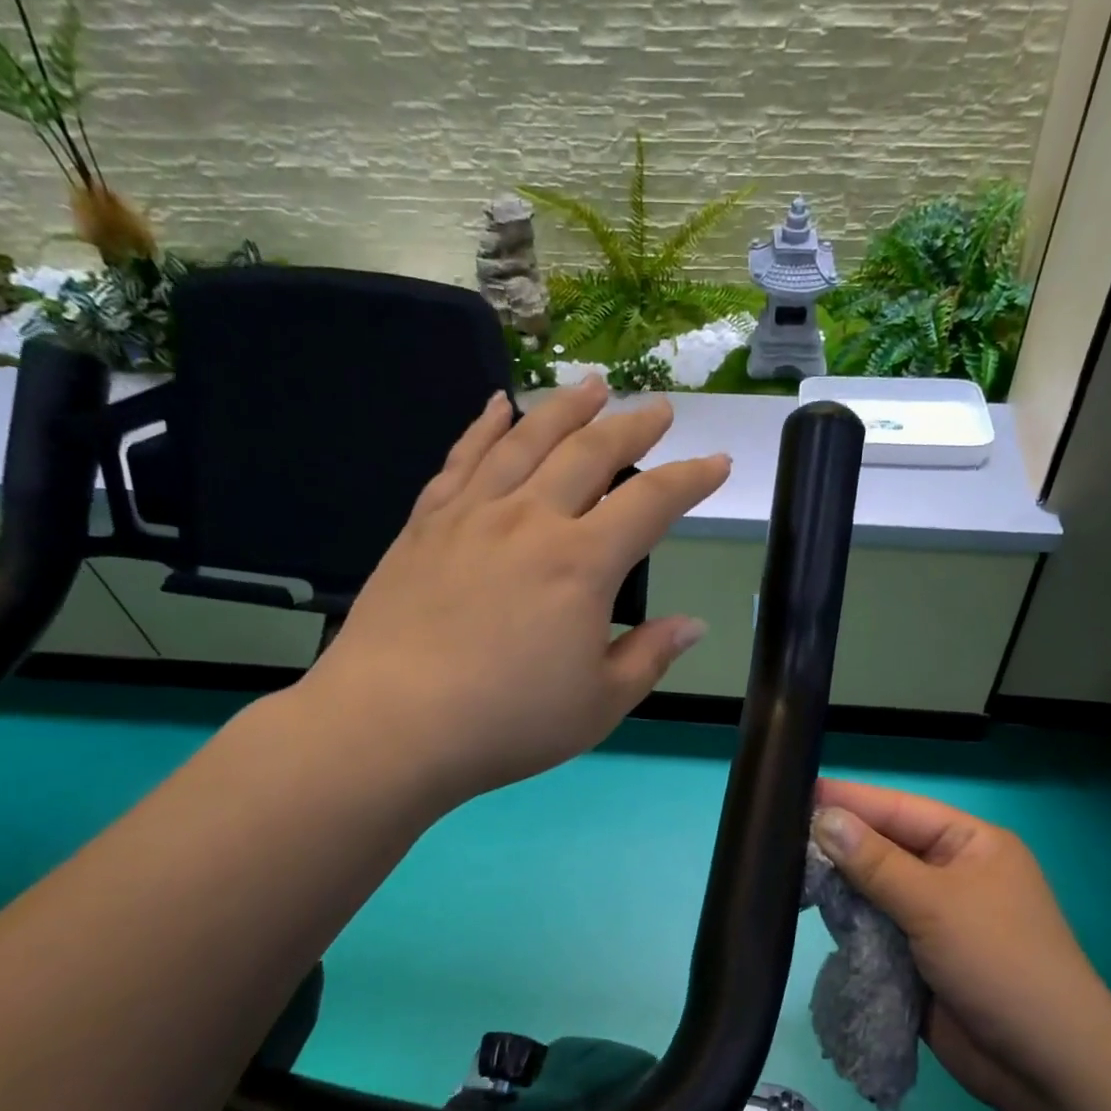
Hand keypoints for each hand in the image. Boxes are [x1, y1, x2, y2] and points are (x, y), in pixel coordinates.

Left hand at [300, 381, 727, 807]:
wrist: (392, 724)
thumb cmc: (508, 722)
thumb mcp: (600, 703)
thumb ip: (650, 656)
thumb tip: (693, 625)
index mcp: (582, 564)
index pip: (651, 503)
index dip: (691, 478)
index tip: (717, 462)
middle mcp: (531, 521)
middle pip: (590, 453)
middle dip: (632, 426)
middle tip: (658, 407)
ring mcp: (472, 516)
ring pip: (526, 441)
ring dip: (565, 408)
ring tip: (591, 385)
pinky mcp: (426, 525)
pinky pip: (462, 460)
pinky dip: (484, 427)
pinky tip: (497, 406)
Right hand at [811, 779, 1110, 1110]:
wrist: (1044, 1067)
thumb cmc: (1000, 963)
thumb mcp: (936, 903)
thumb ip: (874, 861)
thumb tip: (823, 817)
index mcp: (970, 844)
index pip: (899, 809)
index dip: (850, 799)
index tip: (795, 790)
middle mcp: (951, 874)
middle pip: (884, 848)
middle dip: (839, 844)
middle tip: (777, 832)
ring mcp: (935, 918)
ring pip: (875, 890)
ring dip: (840, 886)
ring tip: (783, 869)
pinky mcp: (918, 958)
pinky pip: (875, 929)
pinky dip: (849, 924)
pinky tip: (812, 913)